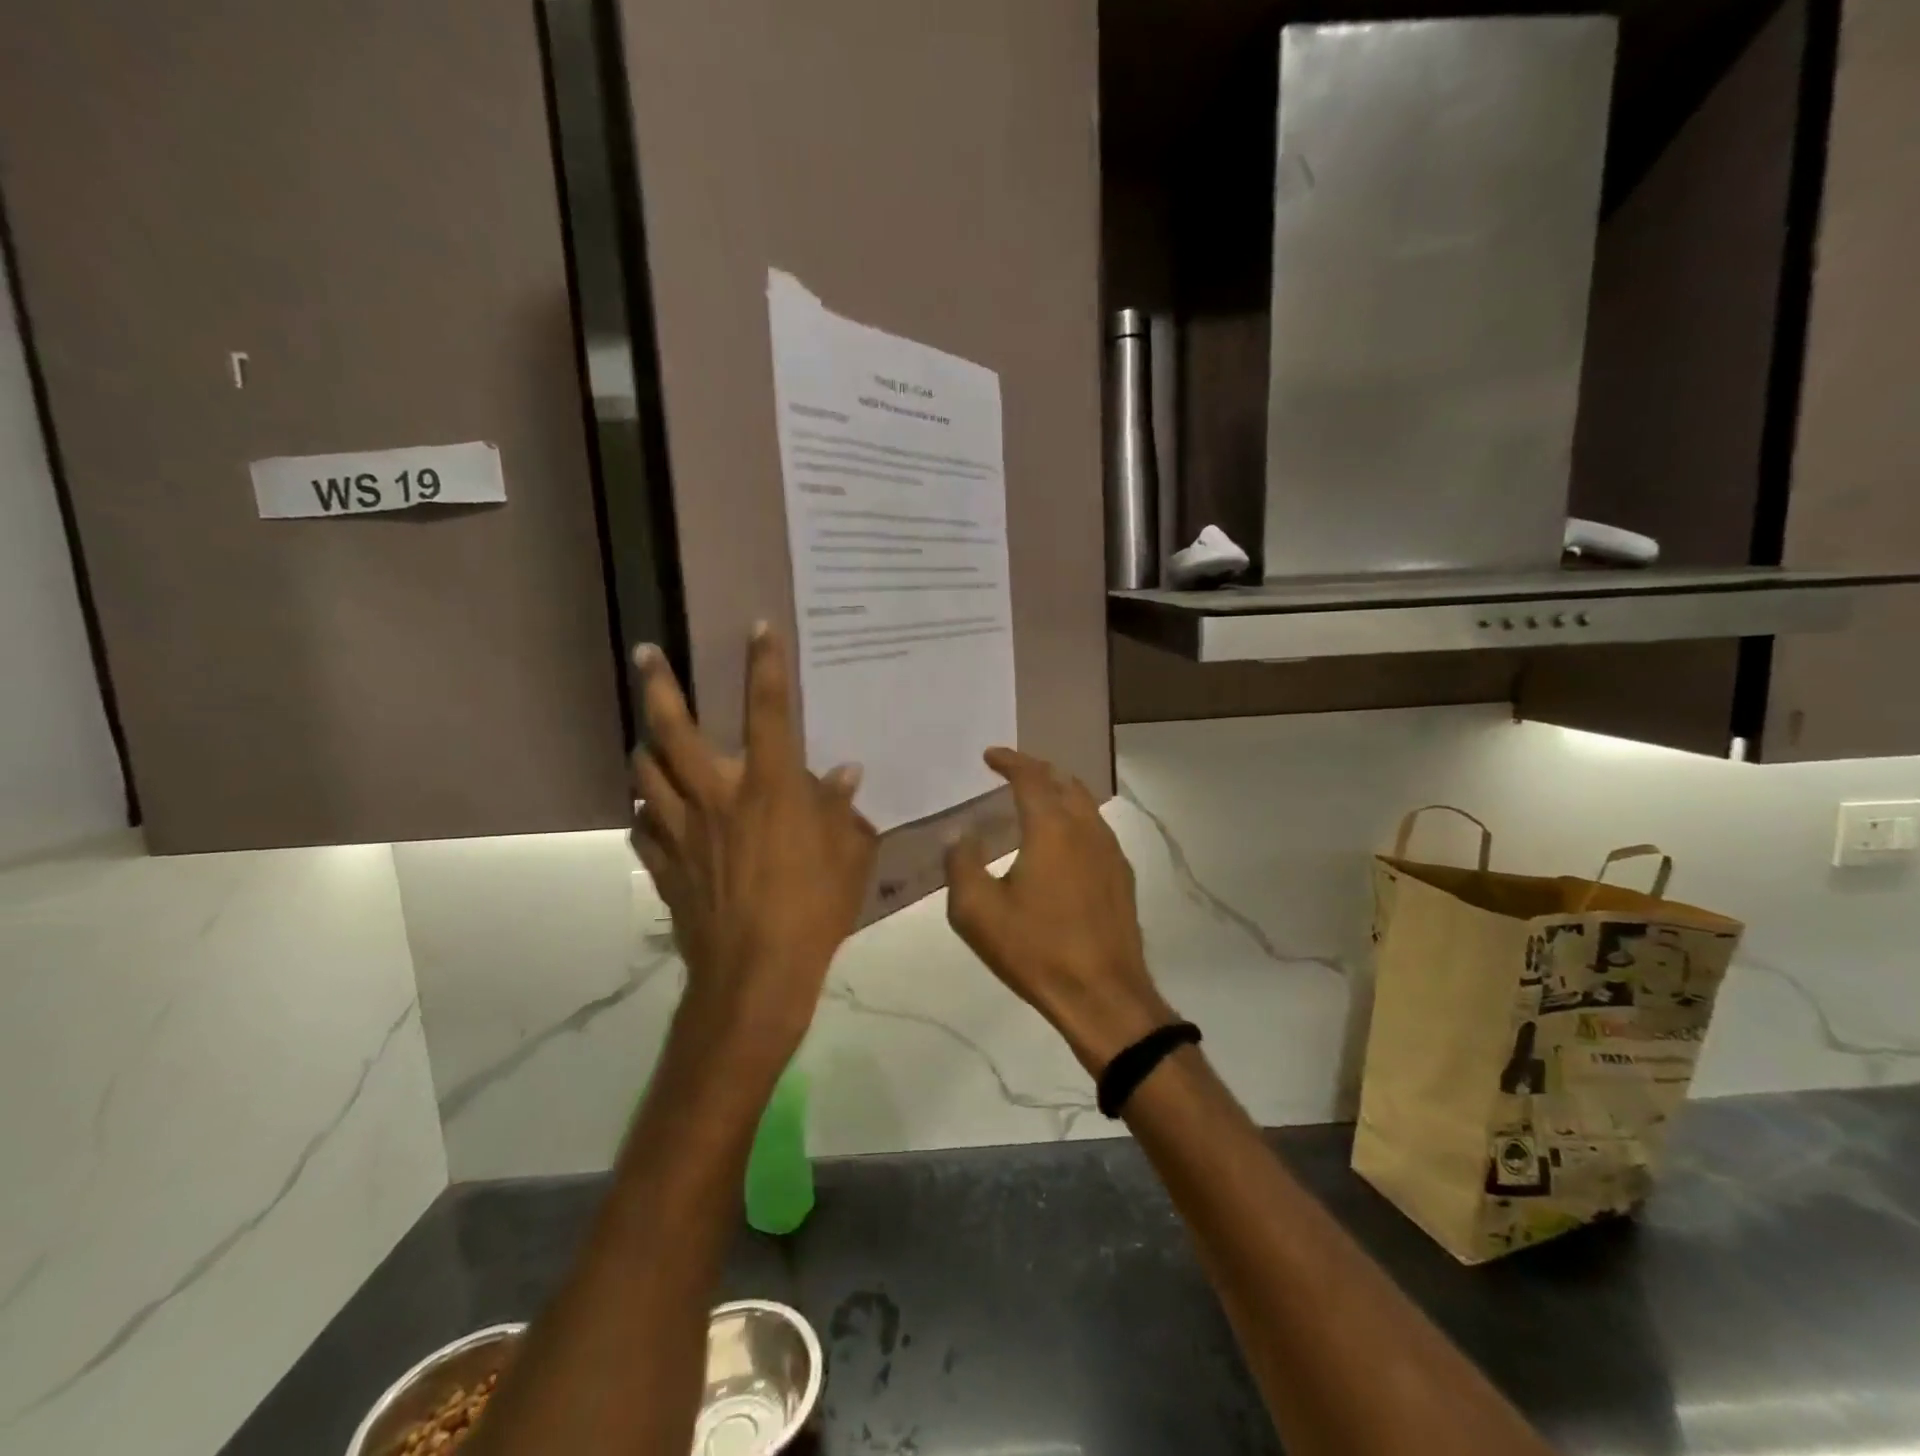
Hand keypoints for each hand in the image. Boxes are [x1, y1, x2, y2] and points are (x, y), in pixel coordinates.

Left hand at [629, 625, 877, 1058]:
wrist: (755, 975)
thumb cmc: (813, 910)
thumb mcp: (850, 856)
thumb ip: (843, 810)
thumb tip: (844, 774)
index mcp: (768, 788)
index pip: (768, 712)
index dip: (764, 666)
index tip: (757, 628)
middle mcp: (716, 797)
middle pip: (673, 730)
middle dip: (658, 684)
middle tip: (645, 652)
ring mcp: (681, 831)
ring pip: (645, 773)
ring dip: (645, 747)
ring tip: (648, 738)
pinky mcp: (664, 865)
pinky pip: (642, 826)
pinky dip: (645, 810)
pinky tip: (651, 810)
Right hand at [945, 747, 1174, 1073]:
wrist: (1102, 995)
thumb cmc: (1035, 949)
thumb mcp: (977, 911)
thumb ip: (962, 863)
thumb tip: (961, 834)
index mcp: (1052, 828)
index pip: (1031, 777)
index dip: (1009, 760)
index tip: (990, 756)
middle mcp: (1086, 829)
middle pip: (1064, 782)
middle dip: (1038, 770)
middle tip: (1013, 772)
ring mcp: (1111, 852)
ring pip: (1085, 804)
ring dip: (1059, 792)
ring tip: (1037, 800)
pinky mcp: (1122, 877)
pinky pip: (1096, 830)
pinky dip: (1075, 819)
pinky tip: (1063, 842)